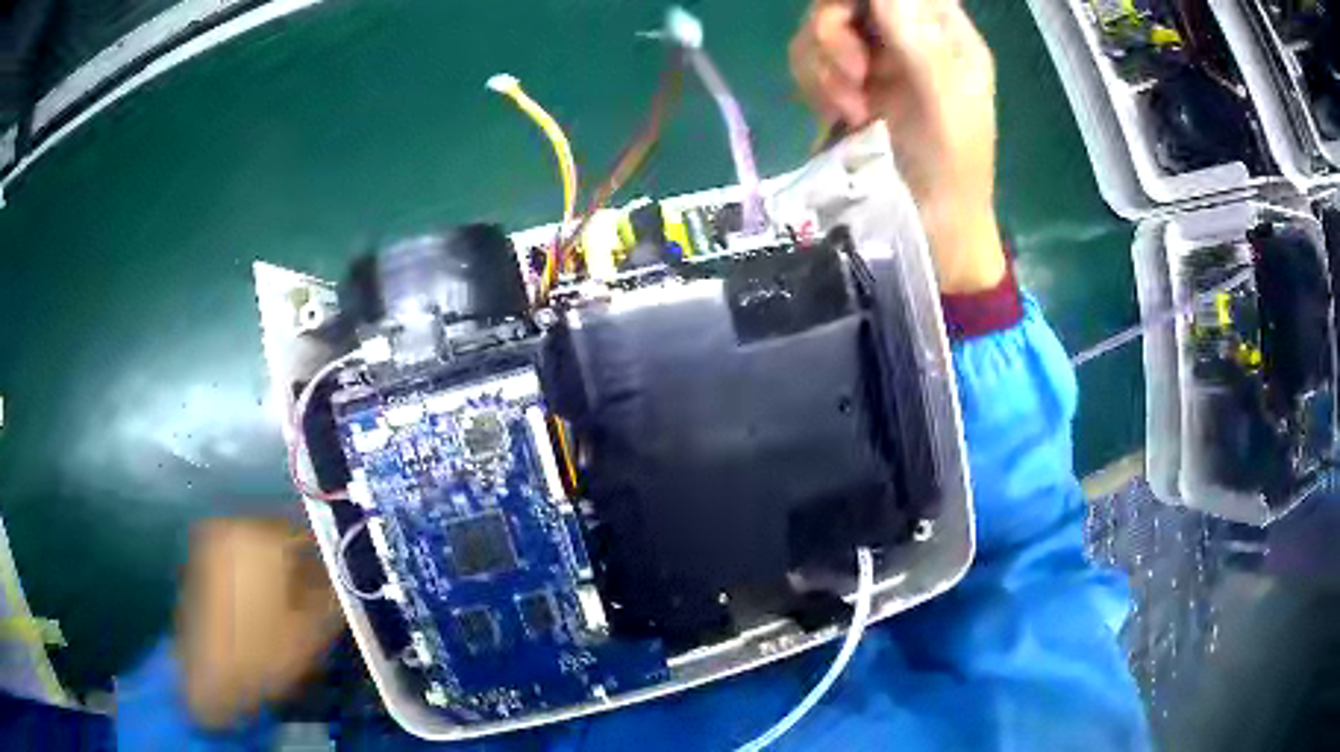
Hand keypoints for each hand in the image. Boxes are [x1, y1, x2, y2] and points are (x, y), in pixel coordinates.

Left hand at [177, 519, 342, 728]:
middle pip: (279, 537)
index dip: (326, 559)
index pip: (306, 532)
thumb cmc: (262, 655)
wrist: (209, 679)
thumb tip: (344, 575)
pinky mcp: (200, 559)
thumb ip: (332, 596)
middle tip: (314, 597)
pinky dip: (254, 574)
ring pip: (257, 547)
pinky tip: (263, 605)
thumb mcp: (311, 632)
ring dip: (276, 569)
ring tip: (289, 605)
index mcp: (259, 536)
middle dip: (299, 563)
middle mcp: (232, 525)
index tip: (337, 583)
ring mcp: (211, 541)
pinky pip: (238, 557)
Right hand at [791, 0, 1005, 293]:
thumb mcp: (944, 103)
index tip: (849, 19)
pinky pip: (808, 61)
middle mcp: (904, 35)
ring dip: (824, 67)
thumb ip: (917, 40)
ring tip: (852, 110)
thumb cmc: (952, 168)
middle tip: (853, 74)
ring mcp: (872, 59)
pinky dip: (815, 85)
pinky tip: (840, 115)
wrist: (929, 226)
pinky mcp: (844, 84)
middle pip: (845, 0)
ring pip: (819, 28)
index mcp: (943, 32)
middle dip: (835, 33)